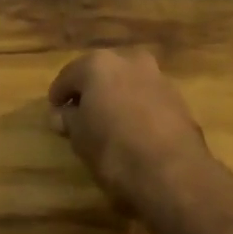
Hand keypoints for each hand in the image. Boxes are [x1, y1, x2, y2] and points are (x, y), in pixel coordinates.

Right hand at [47, 49, 226, 216]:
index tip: (54, 113)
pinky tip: (134, 131)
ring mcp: (157, 77)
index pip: (69, 76)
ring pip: (128, 83)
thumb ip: (68, 120)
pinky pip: (148, 99)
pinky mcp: (179, 99)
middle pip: (101, 73)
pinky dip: (138, 109)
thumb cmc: (115, 151)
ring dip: (117, 98)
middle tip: (80, 115)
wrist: (174, 173)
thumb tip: (60, 115)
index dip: (58, 95)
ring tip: (109, 124)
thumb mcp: (80, 139)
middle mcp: (129, 60)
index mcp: (98, 64)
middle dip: (91, 92)